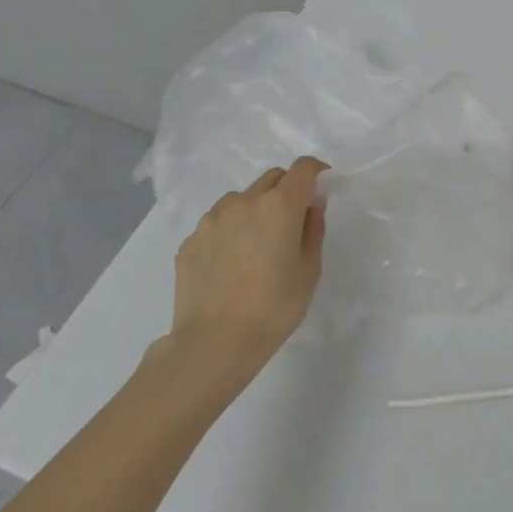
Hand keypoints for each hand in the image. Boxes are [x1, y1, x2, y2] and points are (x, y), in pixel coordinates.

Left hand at [164, 158, 327, 389]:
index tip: (322, 188)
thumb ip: (313, 230)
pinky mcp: (190, 240)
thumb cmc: (273, 308)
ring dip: (256, 209)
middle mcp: (244, 202)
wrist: (213, 343)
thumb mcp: (309, 271)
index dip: (317, 172)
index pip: (303, 168)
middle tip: (293, 221)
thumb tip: (311, 206)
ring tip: (257, 245)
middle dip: (287, 190)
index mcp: (279, 206)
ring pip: (241, 199)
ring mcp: (212, 219)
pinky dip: (231, 231)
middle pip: (272, 178)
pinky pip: (218, 223)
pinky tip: (232, 264)